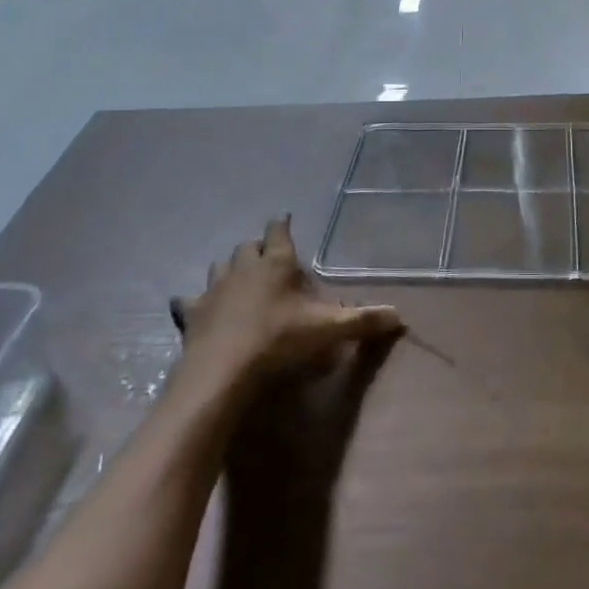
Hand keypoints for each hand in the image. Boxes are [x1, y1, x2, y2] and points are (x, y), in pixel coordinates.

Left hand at [179, 217, 401, 389]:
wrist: (223, 370)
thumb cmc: (279, 340)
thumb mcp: (329, 330)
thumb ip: (363, 320)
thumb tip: (400, 316)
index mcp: (276, 263)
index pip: (279, 230)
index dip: (282, 224)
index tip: (284, 219)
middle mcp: (243, 267)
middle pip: (247, 246)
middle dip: (257, 247)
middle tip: (268, 257)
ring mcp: (214, 288)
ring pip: (219, 266)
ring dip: (229, 269)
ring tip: (238, 279)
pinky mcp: (192, 313)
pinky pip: (188, 300)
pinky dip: (194, 302)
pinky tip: (198, 309)